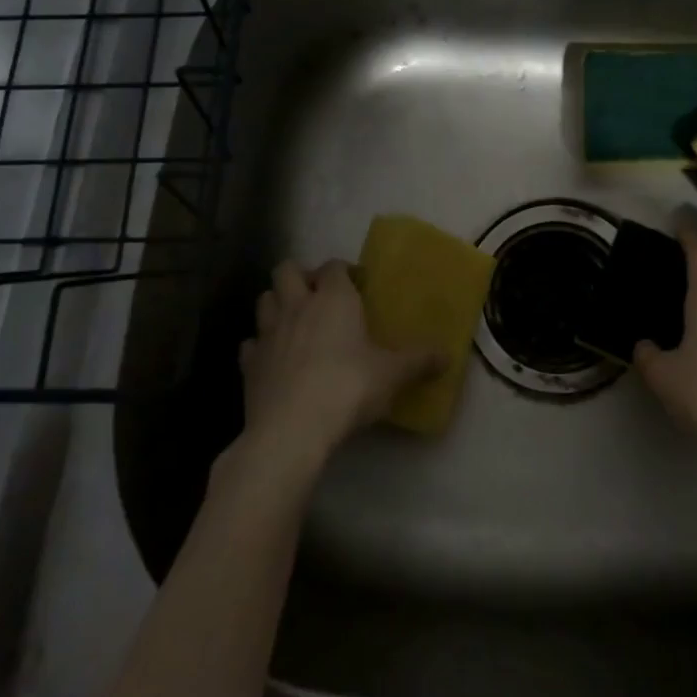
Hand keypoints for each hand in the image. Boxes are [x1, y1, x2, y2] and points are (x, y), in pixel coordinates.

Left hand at [236, 261, 440, 475]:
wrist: (292, 429)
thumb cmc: (349, 388)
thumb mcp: (394, 375)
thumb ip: (420, 361)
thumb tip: (448, 356)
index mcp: (334, 298)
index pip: (334, 266)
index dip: (344, 271)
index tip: (358, 285)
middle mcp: (298, 306)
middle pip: (286, 270)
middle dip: (300, 276)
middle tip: (319, 296)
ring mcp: (268, 334)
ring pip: (264, 300)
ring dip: (277, 304)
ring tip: (295, 322)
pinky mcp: (248, 364)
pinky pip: (251, 343)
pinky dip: (260, 346)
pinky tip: (274, 359)